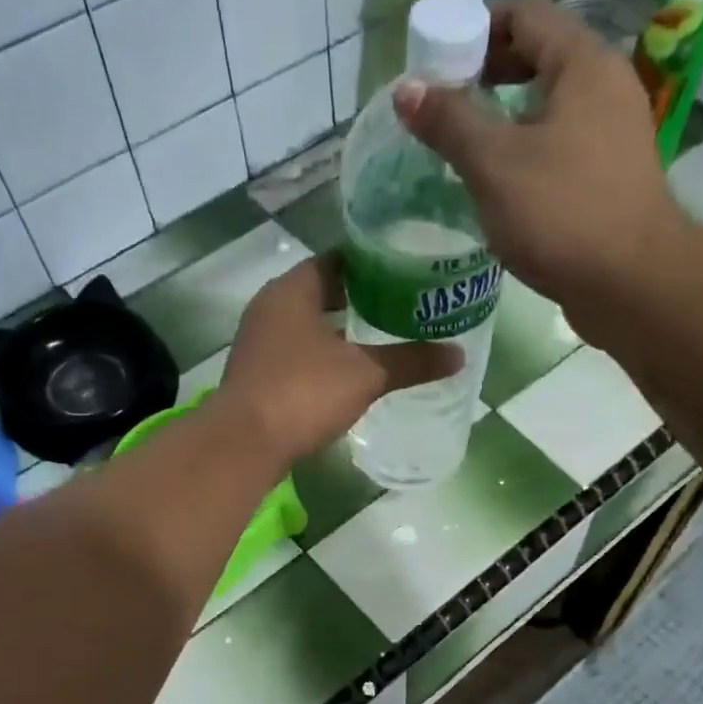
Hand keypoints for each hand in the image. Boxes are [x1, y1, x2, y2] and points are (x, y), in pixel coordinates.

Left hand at [214, 253, 460, 466]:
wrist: (244, 445)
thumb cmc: (303, 393)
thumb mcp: (364, 375)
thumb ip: (410, 361)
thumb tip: (458, 355)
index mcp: (293, 290)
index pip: (338, 259)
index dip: (373, 262)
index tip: (406, 268)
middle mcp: (270, 307)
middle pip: (322, 291)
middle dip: (361, 298)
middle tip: (403, 304)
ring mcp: (259, 342)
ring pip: (308, 324)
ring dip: (340, 329)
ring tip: (382, 336)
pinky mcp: (257, 374)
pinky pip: (297, 352)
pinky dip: (323, 355)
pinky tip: (349, 371)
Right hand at [394, 0, 683, 328]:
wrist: (631, 284)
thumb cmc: (562, 214)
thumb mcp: (494, 165)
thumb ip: (449, 122)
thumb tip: (406, 89)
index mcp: (583, 63)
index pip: (524, 14)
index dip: (474, 26)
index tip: (433, 55)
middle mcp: (606, 87)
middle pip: (539, 57)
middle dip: (487, 73)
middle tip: (443, 102)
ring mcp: (614, 134)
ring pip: (550, 107)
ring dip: (506, 117)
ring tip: (463, 143)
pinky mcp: (611, 178)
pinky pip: (561, 145)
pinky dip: (528, 150)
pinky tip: (500, 182)